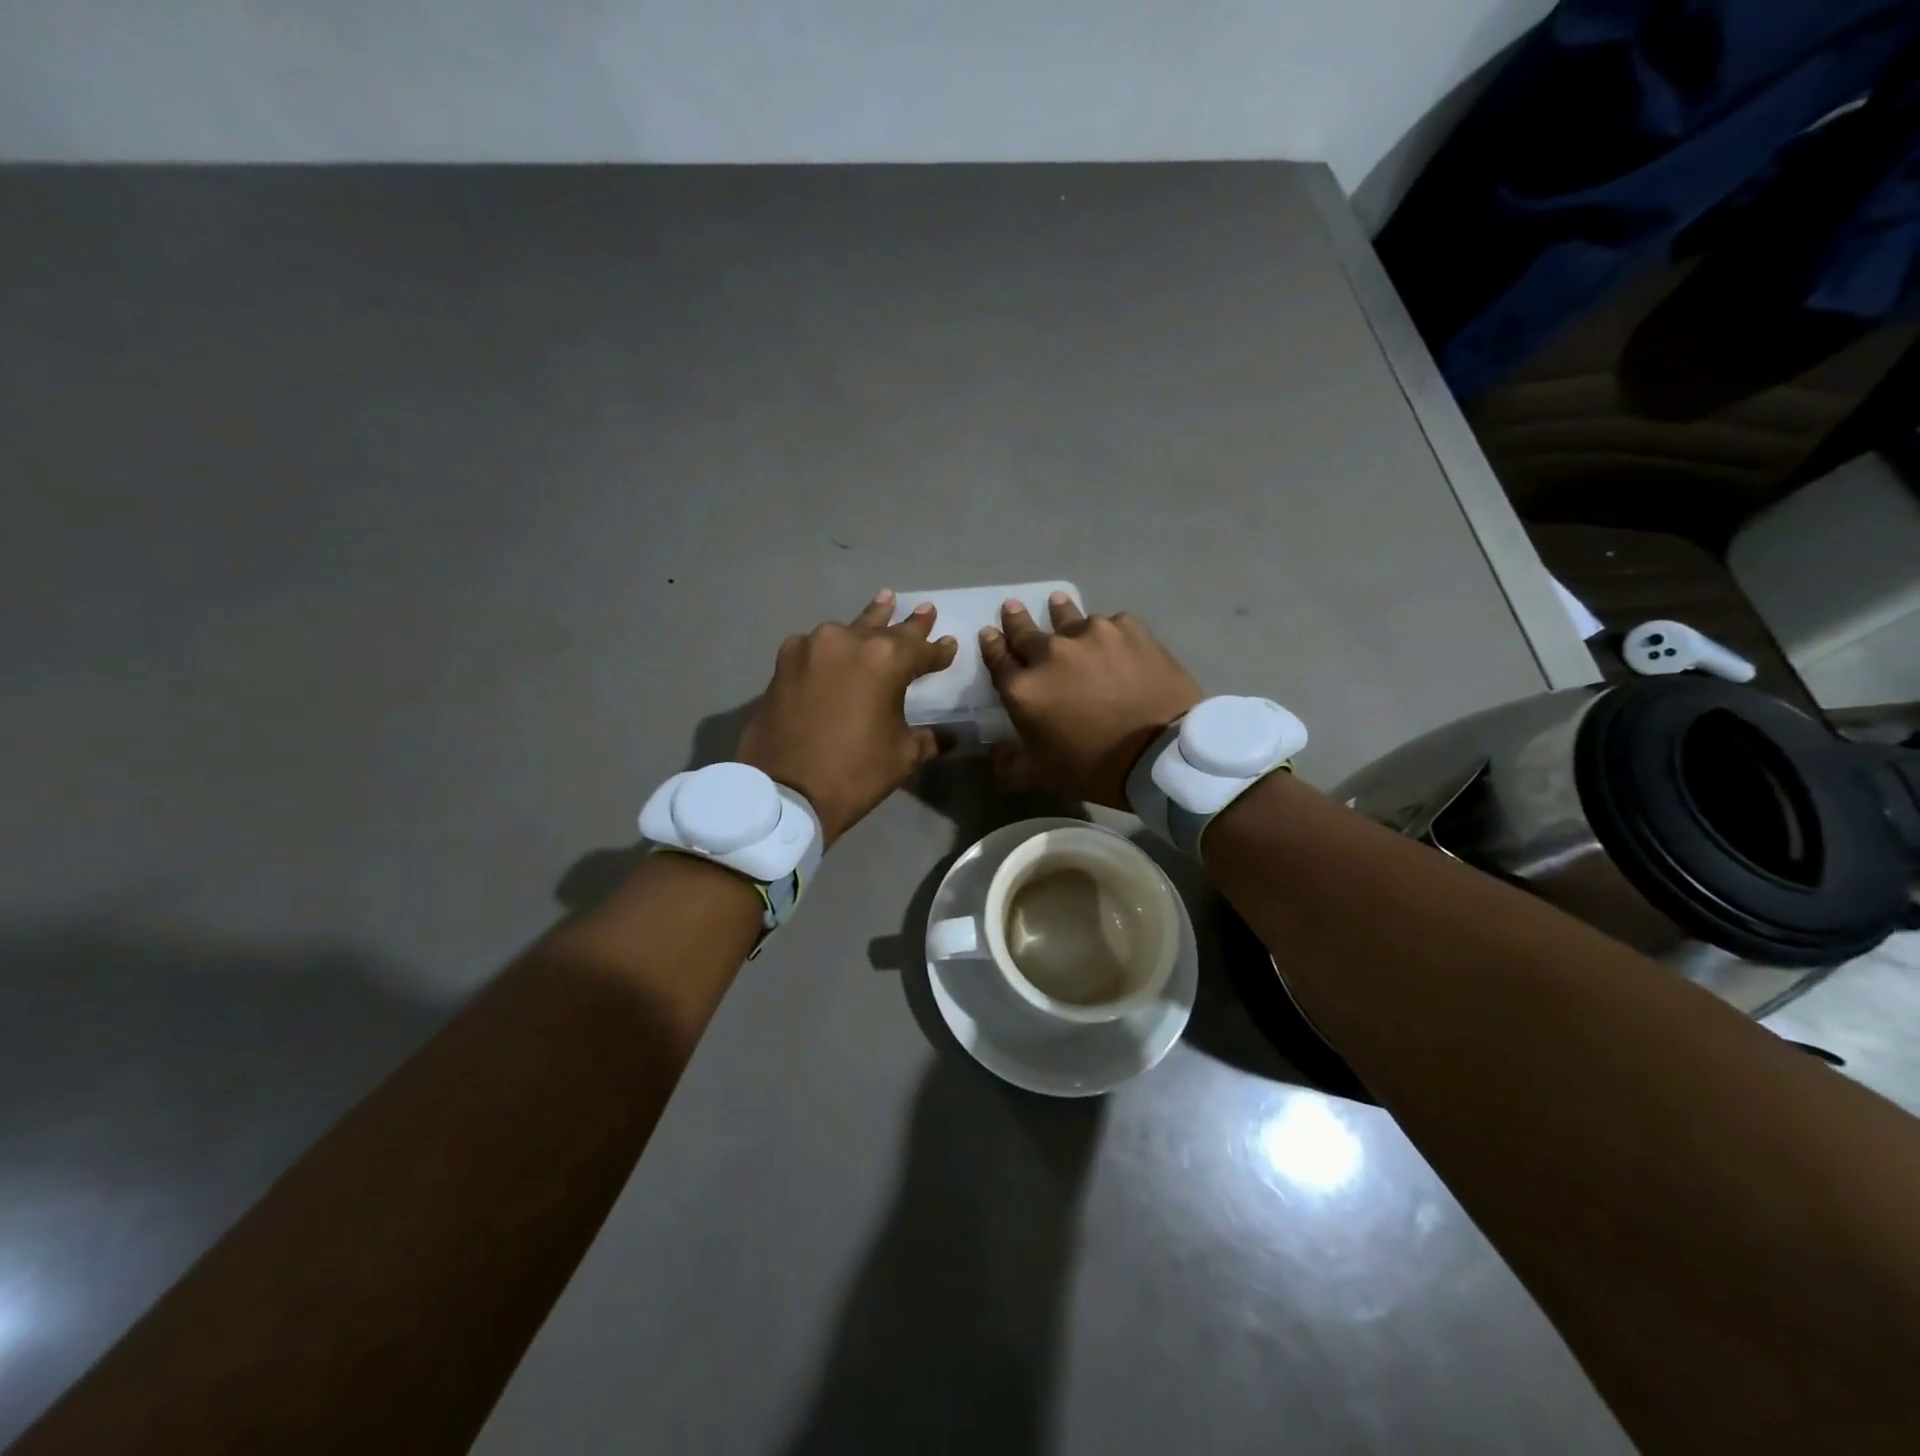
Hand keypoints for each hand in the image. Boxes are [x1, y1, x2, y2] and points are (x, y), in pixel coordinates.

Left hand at [737, 590, 957, 847]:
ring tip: (885, 601)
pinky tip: (836, 646)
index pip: (922, 650)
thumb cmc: (855, 773)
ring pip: (849, 630)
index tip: (949, 645)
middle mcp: (848, 641)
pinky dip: (831, 647)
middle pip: (886, 629)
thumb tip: (951, 735)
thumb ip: (928, 737)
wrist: (783, 792)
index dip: (938, 651)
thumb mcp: (903, 756)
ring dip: (869, 622)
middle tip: (925, 609)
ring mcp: (811, 647)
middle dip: (908, 624)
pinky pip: (816, 646)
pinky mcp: (783, 662)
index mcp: (885, 660)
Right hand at [981, 595, 1202, 809]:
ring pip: (1068, 617)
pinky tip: (1112, 638)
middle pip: (1025, 630)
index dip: (991, 645)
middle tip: (1012, 607)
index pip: (997, 658)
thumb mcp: (1043, 775)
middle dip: (1016, 619)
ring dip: (1059, 613)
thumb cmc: (1096, 767)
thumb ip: (1011, 764)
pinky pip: (1110, 625)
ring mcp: (1091, 634)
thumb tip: (997, 751)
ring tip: (1058, 603)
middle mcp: (1051, 652)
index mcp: (1024, 688)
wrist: (1162, 753)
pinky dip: (1106, 632)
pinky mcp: (1128, 628)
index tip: (989, 633)